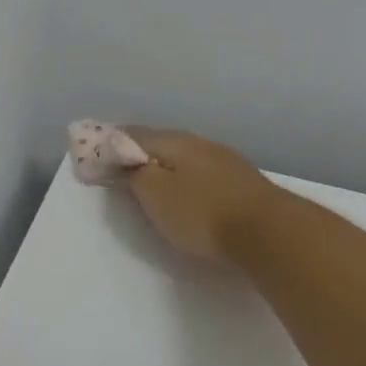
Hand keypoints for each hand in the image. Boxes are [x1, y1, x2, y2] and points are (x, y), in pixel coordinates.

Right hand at [121, 126, 285, 263]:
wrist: (270, 232)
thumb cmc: (203, 214)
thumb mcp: (155, 195)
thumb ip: (134, 173)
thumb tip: (122, 156)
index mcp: (173, 141)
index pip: (132, 133)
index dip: (111, 143)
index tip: (96, 153)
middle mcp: (199, 142)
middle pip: (160, 142)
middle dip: (139, 152)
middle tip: (120, 167)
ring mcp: (224, 160)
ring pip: (184, 156)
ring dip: (164, 164)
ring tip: (151, 179)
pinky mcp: (242, 181)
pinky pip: (202, 171)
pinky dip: (186, 177)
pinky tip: (187, 189)